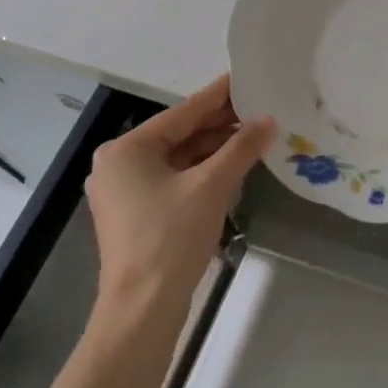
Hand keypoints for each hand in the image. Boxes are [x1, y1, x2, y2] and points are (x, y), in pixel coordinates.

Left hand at [86, 75, 275, 317]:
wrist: (143, 309)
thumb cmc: (170, 238)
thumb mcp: (211, 186)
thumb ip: (241, 148)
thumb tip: (269, 119)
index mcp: (126, 149)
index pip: (181, 113)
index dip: (217, 96)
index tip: (244, 77)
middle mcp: (119, 164)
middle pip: (178, 135)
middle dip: (219, 125)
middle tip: (259, 107)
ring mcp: (125, 192)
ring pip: (178, 159)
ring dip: (214, 150)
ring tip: (254, 134)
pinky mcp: (137, 215)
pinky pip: (174, 180)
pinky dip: (202, 172)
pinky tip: (232, 166)